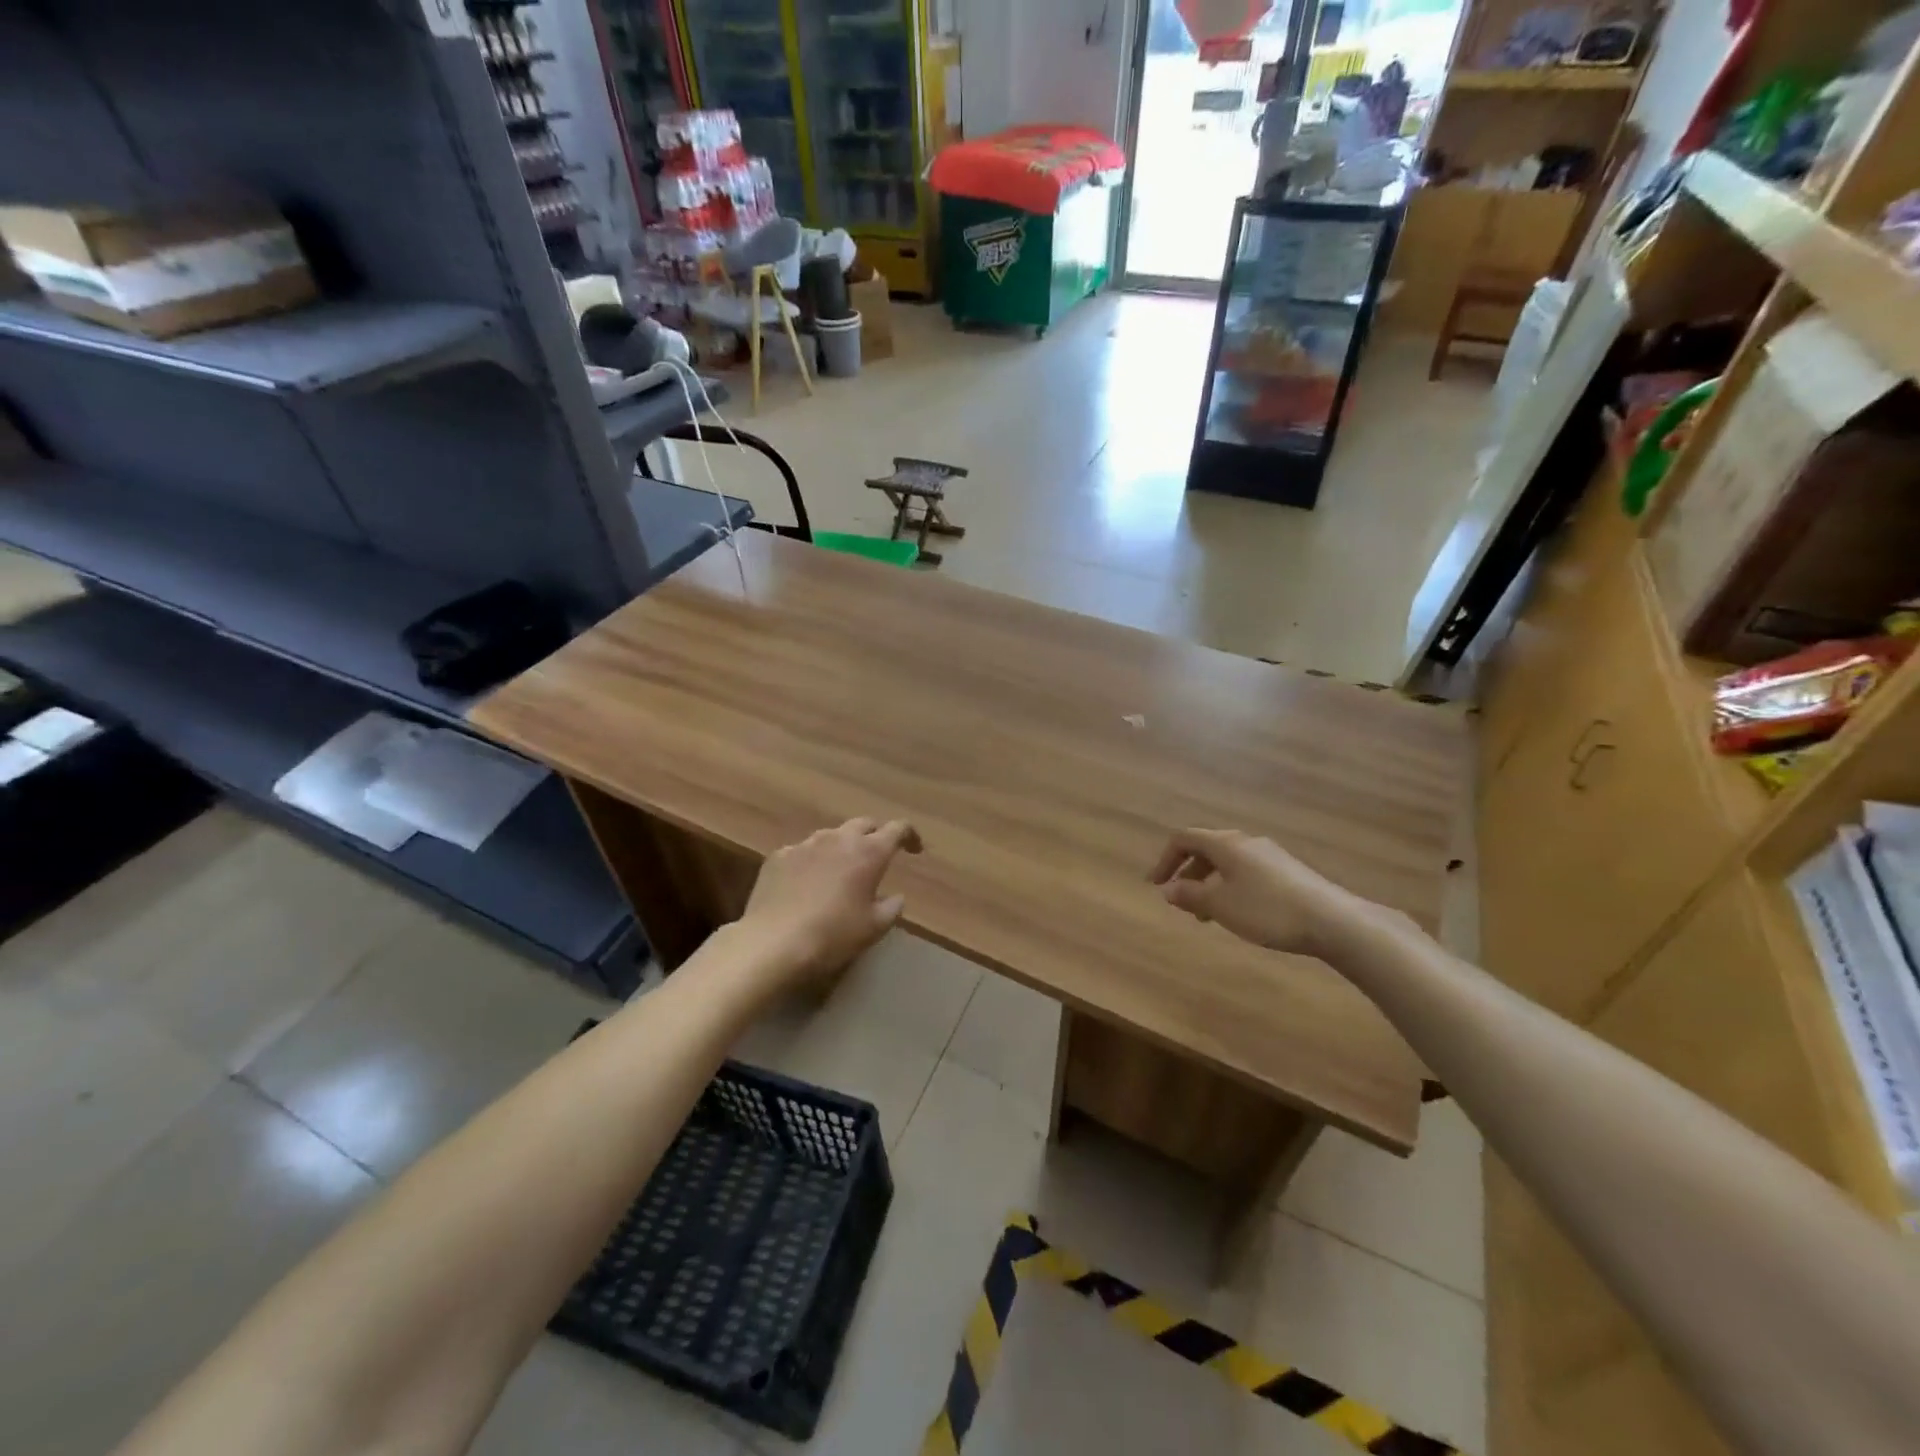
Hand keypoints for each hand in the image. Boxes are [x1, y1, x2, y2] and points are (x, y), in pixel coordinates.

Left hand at [736, 818, 922, 992]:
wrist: (773, 943)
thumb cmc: (833, 935)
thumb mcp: (874, 928)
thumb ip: (891, 908)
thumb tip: (896, 897)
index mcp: (868, 852)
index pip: (897, 829)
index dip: (909, 836)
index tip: (914, 849)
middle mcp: (838, 839)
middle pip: (864, 824)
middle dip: (875, 835)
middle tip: (877, 855)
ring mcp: (805, 844)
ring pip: (831, 835)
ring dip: (842, 847)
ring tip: (840, 870)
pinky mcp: (778, 856)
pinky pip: (802, 851)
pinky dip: (811, 861)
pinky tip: (806, 883)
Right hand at [1149, 828, 1394, 959]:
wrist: (1334, 921)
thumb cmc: (1267, 910)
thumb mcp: (1220, 906)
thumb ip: (1190, 895)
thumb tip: (1168, 889)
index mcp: (1225, 844)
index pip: (1184, 838)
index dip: (1165, 859)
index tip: (1155, 885)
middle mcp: (1246, 842)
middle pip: (1206, 848)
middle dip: (1188, 873)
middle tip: (1180, 900)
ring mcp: (1270, 855)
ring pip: (1228, 862)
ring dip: (1209, 883)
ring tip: (1207, 914)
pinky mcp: (1287, 871)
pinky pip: (1246, 871)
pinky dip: (1230, 886)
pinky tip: (1239, 912)